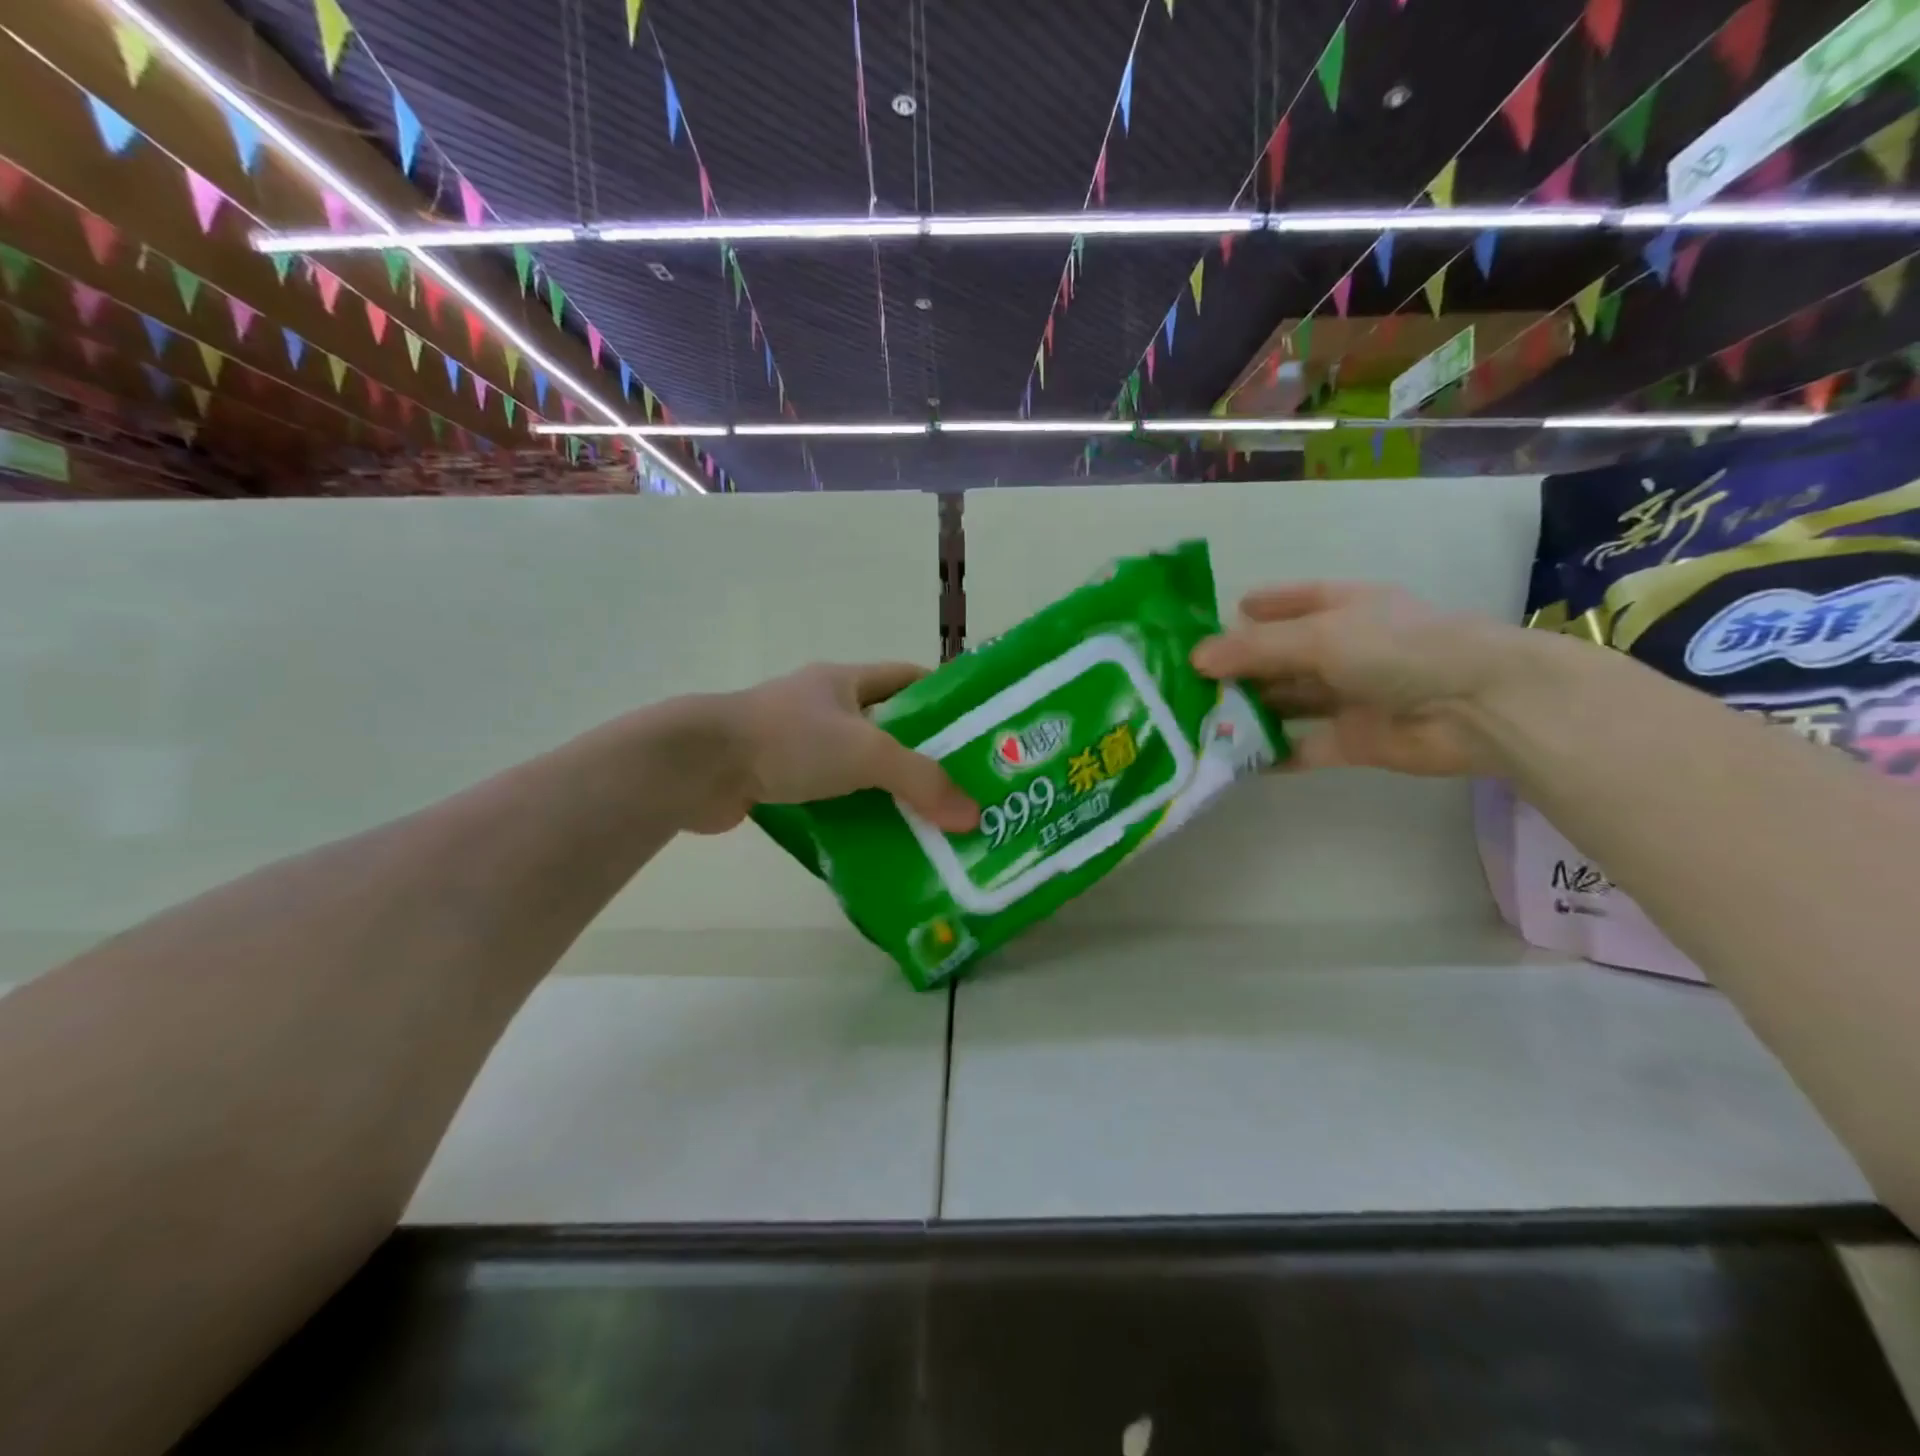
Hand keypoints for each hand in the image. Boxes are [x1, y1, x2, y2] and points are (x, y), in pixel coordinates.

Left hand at [686, 662, 979, 834]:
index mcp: (845, 681)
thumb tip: (972, 815)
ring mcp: (796, 744)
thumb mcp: (867, 752)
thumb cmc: (789, 740)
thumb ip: (921, 780)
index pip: (907, 678)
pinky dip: (852, 814)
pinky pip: (829, 796)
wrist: (697, 766)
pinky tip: (877, 840)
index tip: (975, 731)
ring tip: (928, 822)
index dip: (942, 698)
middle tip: (960, 790)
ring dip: (886, 792)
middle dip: (921, 756)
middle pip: (885, 727)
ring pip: (856, 767)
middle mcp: (822, 706)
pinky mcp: (777, 779)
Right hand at [1190, 582, 1537, 775]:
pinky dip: (1273, 754)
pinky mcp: (1353, 740)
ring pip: (1287, 702)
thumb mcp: (1319, 637)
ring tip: (1198, 721)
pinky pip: (1303, 746)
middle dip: (1238, 668)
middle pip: (1280, 657)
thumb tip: (1195, 659)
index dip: (1255, 610)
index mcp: (1343, 609)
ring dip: (1249, 711)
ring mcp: (1348, 696)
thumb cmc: (1398, 649)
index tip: (1211, 623)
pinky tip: (1235, 761)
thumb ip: (1255, 649)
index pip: (1291, 602)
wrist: (1477, 707)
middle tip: (1185, 683)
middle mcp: (1343, 649)